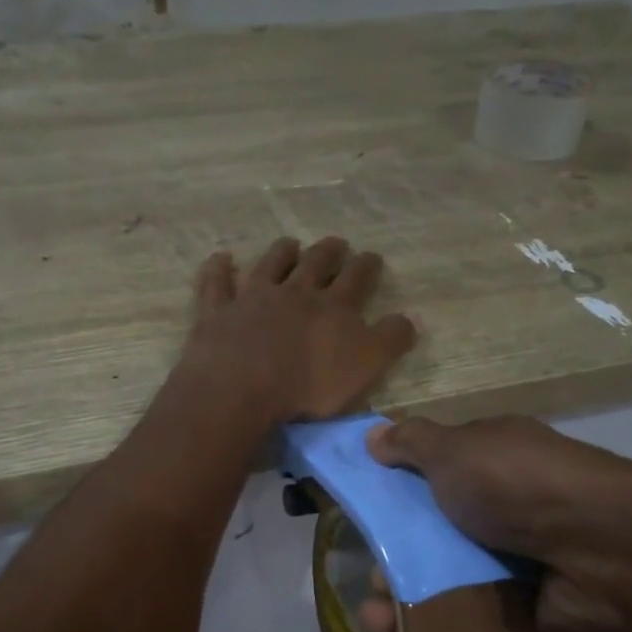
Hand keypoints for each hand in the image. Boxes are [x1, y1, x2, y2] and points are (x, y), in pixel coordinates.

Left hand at [179, 237, 416, 426]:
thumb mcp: (365, 366)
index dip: (367, 265)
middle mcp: (294, 293)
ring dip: (281, 252)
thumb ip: (391, 340)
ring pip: (270, 265)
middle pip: (315, 264)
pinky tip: (221, 258)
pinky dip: (218, 269)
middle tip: (337, 243)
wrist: (242, 388)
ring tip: (290, 243)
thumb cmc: (309, 385)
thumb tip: (414, 316)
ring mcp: (252, 298)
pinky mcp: (217, 312)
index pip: (357, 278)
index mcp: (333, 307)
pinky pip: (217, 283)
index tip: (372, 257)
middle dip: (329, 252)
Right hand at [359, 415, 631, 631]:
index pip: (433, 474)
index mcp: (490, 463)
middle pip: (434, 533)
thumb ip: (412, 443)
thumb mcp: (456, 449)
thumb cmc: (518, 486)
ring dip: (406, 600)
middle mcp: (502, 510)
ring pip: (446, 581)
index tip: (359, 513)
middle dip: (393, 556)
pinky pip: (469, 620)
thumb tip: (373, 437)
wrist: (602, 552)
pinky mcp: (522, 612)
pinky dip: (436, 630)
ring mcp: (514, 562)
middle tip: (368, 578)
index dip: (394, 491)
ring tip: (376, 622)